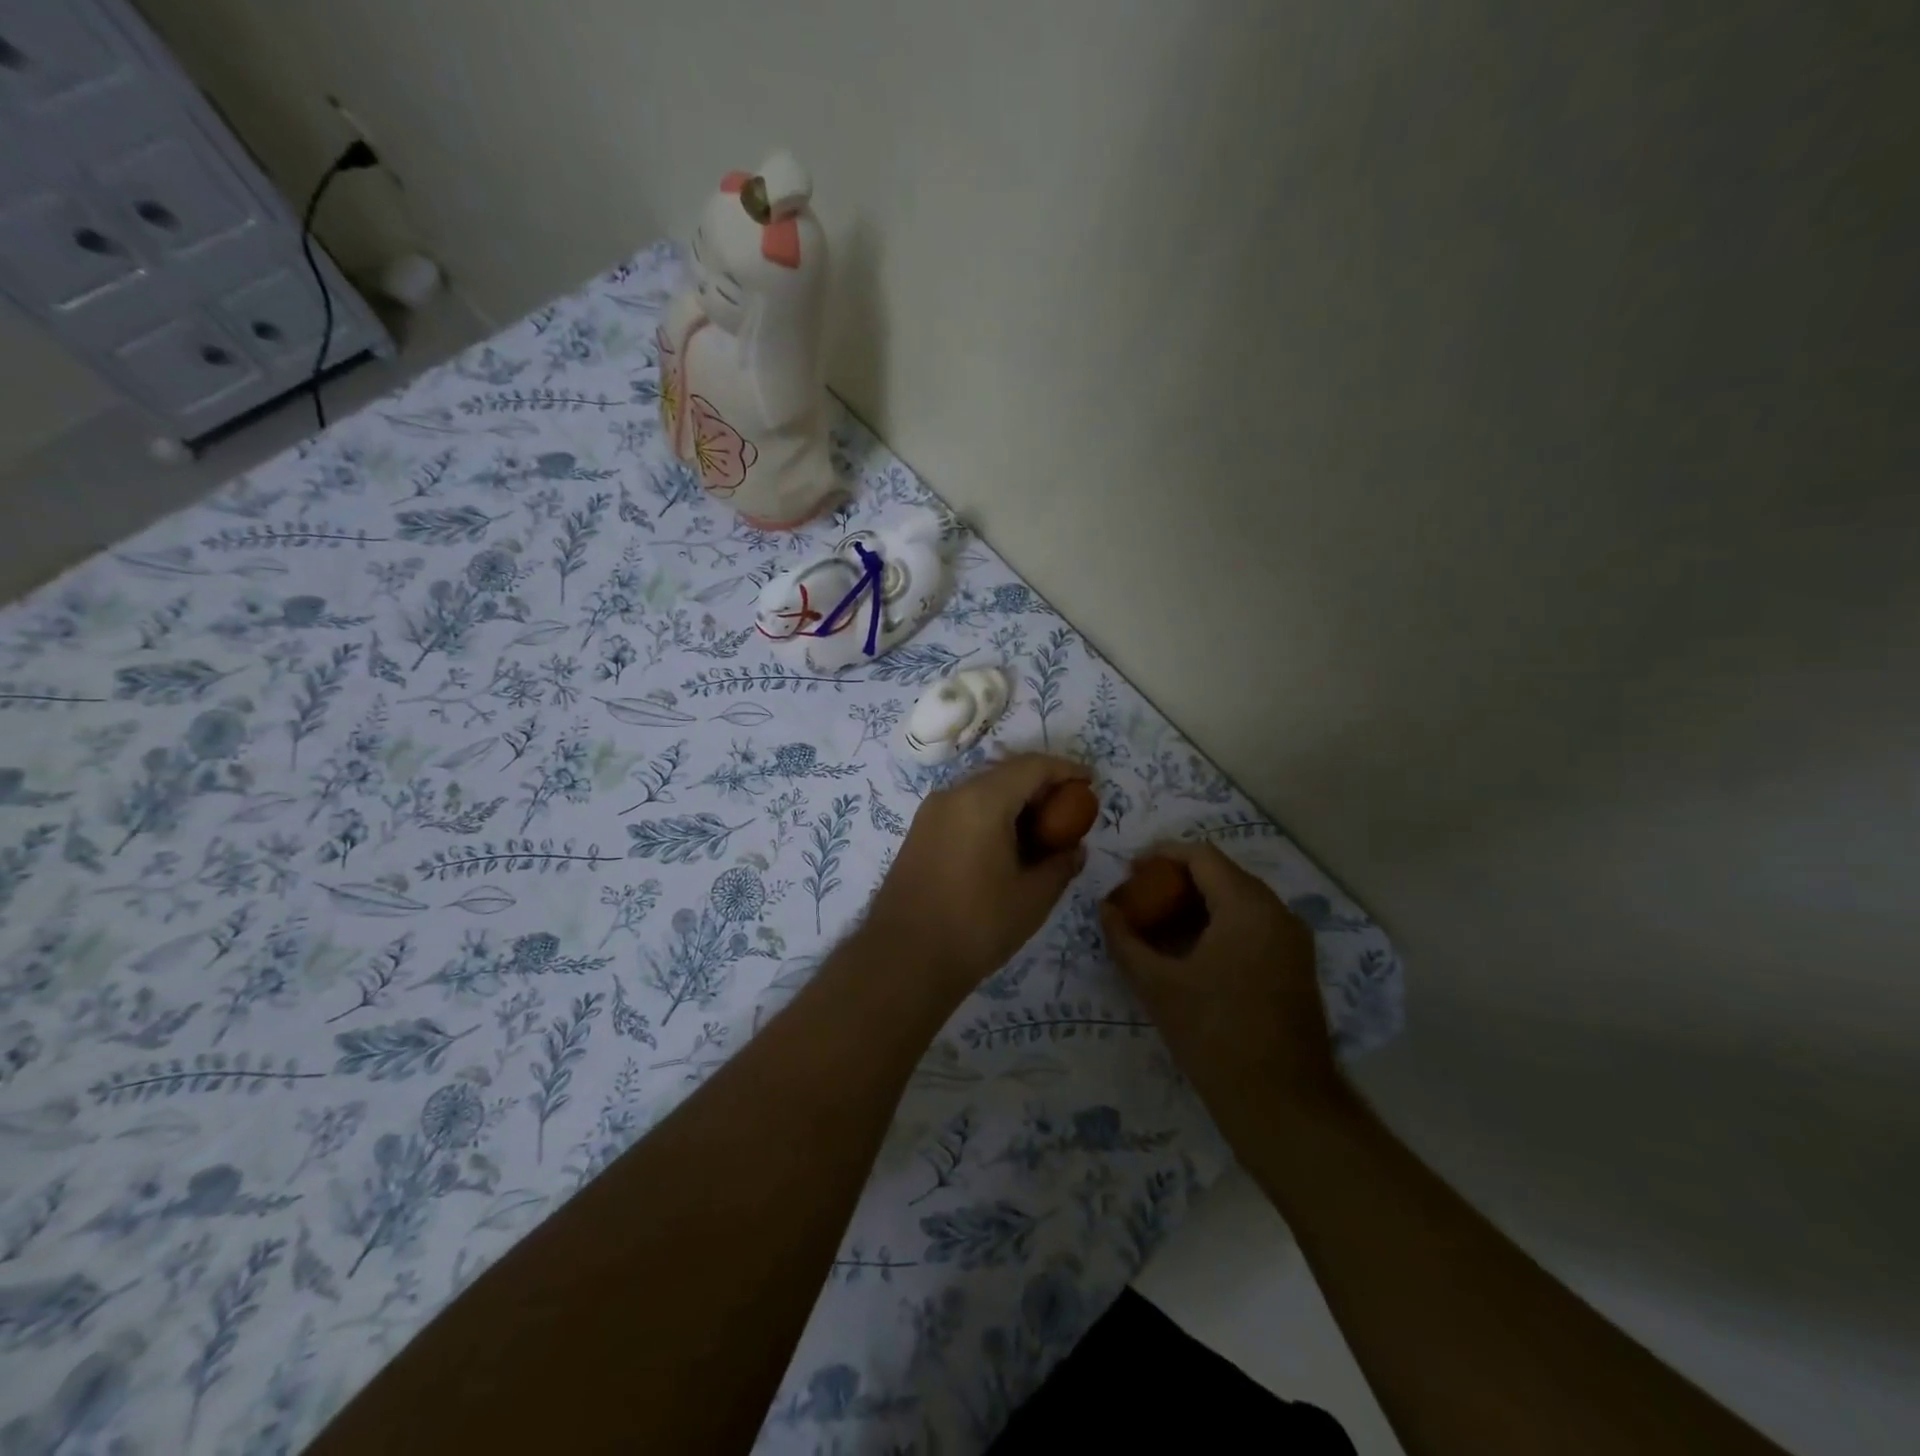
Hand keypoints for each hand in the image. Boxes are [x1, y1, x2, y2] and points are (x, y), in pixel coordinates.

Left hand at [865, 753, 1090, 994]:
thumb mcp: (1032, 898)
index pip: (1032, 766)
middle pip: (1005, 773)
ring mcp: (931, 812)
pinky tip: (1008, 846)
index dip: (1066, 769)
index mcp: (982, 800)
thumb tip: (1075, 848)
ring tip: (1043, 831)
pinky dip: (992, 815)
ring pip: (983, 790)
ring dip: (1015, 801)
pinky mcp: (919, 833)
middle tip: (1070, 810)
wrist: (903, 959)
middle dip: (1041, 785)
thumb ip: (1060, 864)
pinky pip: (964, 809)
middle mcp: (953, 794)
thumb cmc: (975, 926)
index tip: (1091, 782)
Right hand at [1101, 842, 1343, 1128]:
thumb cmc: (1215, 1036)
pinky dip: (1219, 925)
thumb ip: (1126, 940)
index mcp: (1248, 907)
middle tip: (1139, 898)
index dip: (1162, 855)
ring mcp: (1292, 940)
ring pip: (1238, 901)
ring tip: (1157, 925)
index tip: (1129, 869)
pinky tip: (1189, 951)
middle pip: (1221, 875)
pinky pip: (1253, 926)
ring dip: (1197, 904)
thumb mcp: (1158, 986)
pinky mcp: (1296, 966)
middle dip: (1177, 881)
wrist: (1284, 1105)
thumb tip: (1105, 909)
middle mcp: (1277, 912)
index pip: (1201, 856)